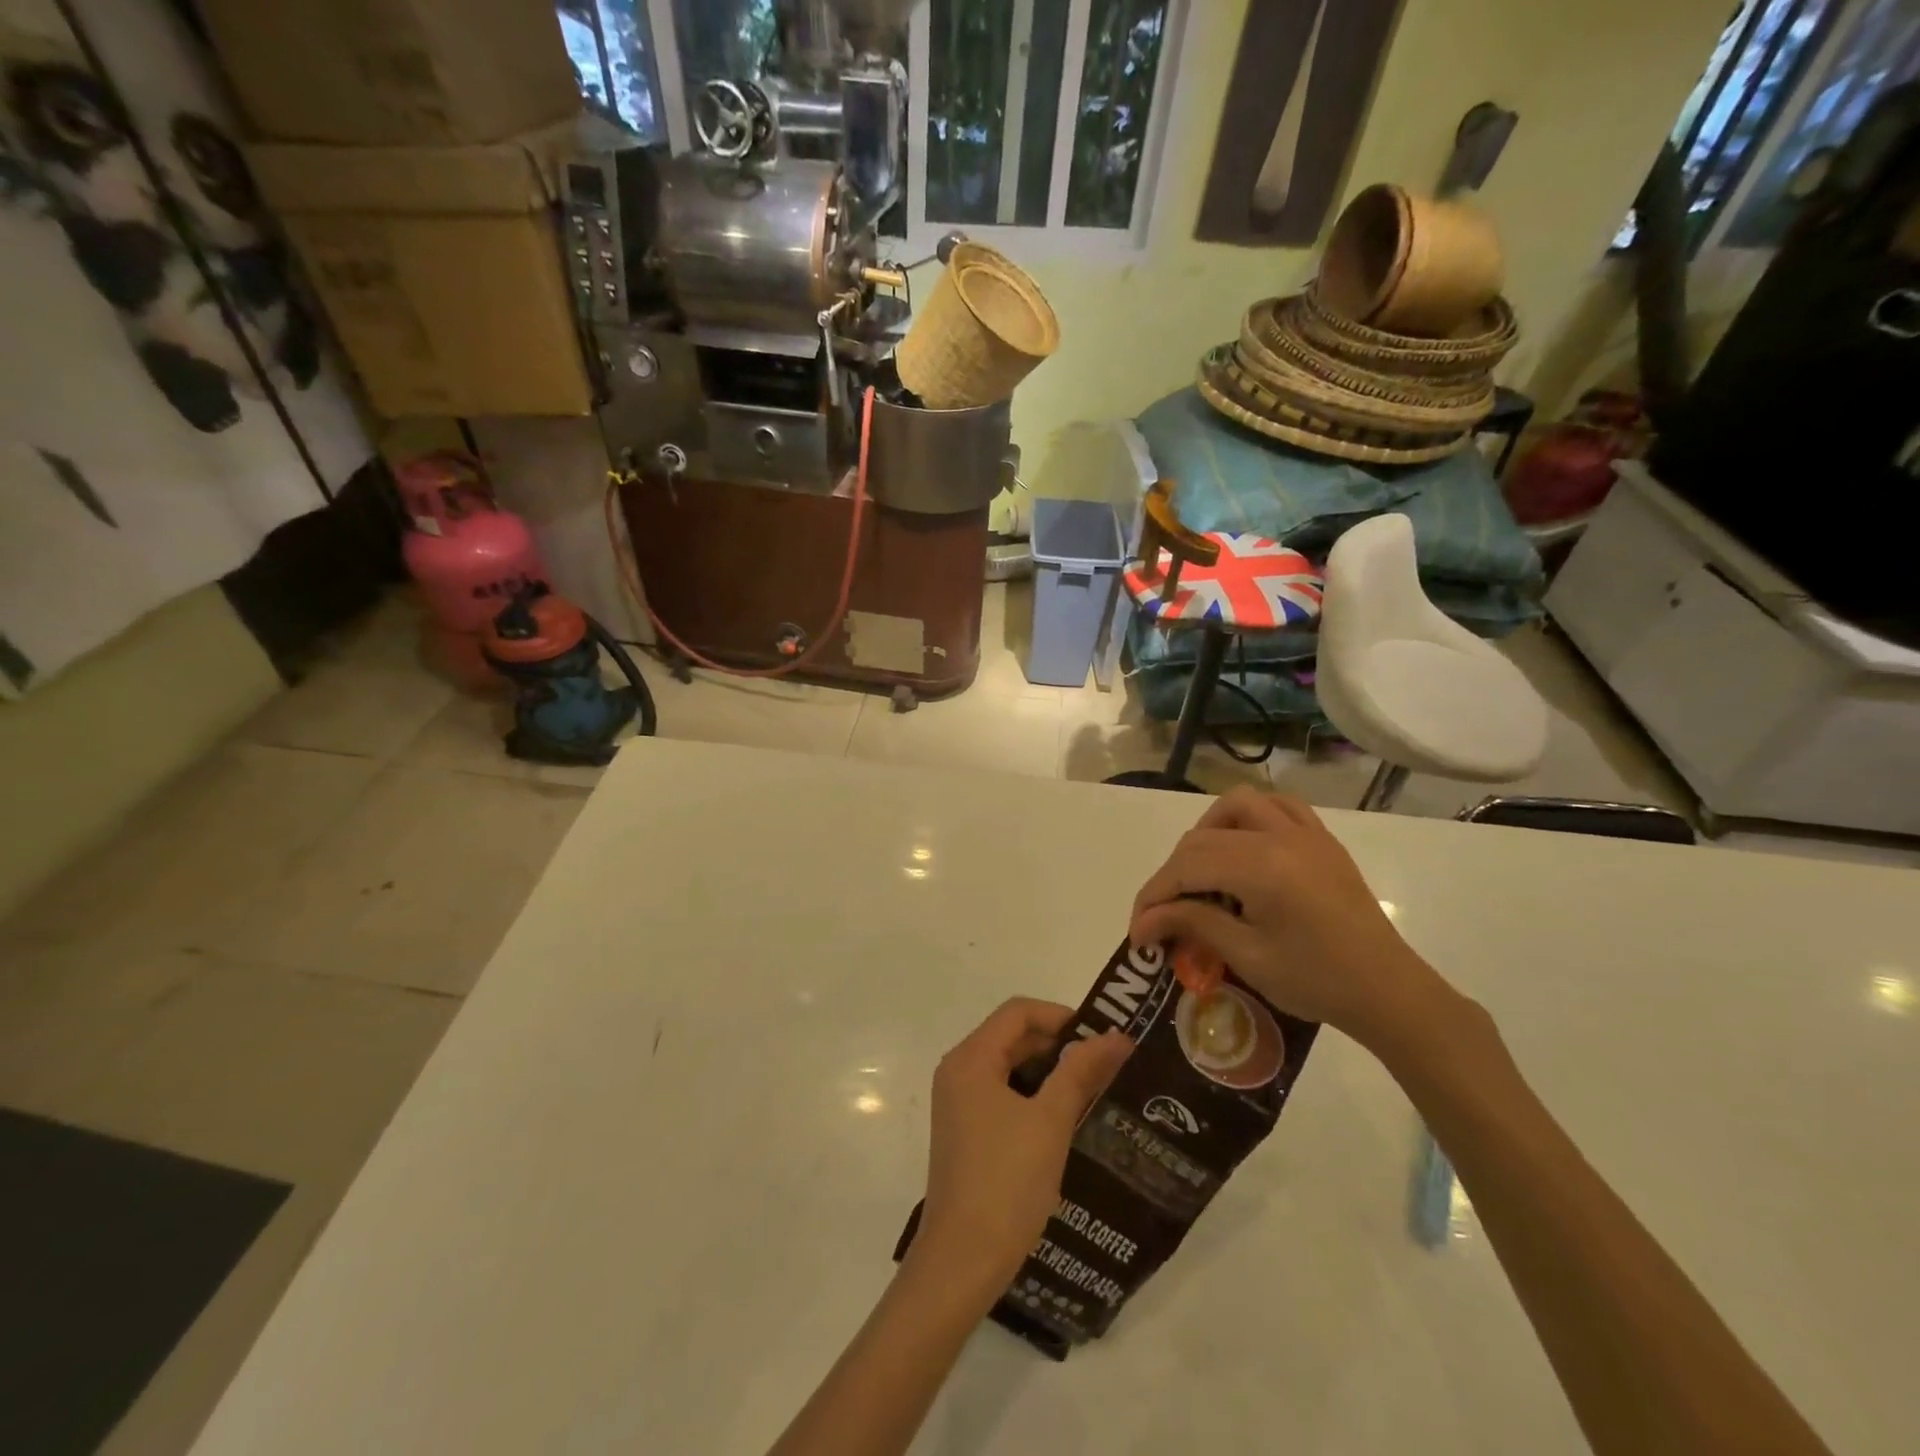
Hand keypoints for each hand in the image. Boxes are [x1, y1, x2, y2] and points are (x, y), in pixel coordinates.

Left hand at [916, 998, 1131, 1295]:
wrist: (962, 1261)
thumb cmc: (1006, 1182)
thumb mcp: (1050, 1121)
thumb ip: (1080, 1071)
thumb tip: (1115, 1035)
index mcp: (970, 1059)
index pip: (1017, 1012)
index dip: (1061, 1016)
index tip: (1101, 1037)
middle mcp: (958, 1071)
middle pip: (1011, 1036)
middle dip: (1058, 1043)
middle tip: (1105, 1062)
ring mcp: (958, 1102)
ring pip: (1008, 1066)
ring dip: (1048, 1070)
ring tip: (1093, 1087)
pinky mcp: (965, 1130)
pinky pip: (1002, 1094)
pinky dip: (1033, 1095)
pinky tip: (1065, 1117)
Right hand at [1128, 788, 1446, 1047]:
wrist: (1388, 992)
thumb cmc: (1317, 981)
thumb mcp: (1247, 956)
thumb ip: (1193, 924)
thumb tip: (1144, 922)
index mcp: (1262, 867)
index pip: (1186, 867)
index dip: (1154, 896)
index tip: (1138, 931)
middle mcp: (1279, 836)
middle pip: (1202, 838)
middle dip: (1173, 874)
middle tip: (1164, 914)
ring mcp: (1305, 833)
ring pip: (1237, 805)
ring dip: (1208, 831)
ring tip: (1202, 870)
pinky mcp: (1321, 841)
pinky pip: (1279, 806)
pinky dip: (1251, 817)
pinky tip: (1244, 847)